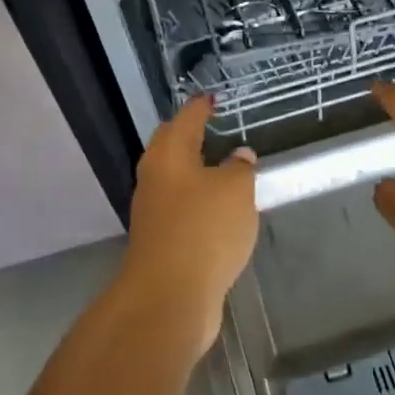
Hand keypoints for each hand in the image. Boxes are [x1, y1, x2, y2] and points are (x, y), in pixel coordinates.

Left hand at [118, 95, 257, 362]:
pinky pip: (180, 208)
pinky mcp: (161, 241)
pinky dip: (197, 200)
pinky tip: (217, 208)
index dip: (201, 107)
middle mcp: (155, 178)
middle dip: (188, 134)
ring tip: (222, 166)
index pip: (186, 119)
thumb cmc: (204, 229)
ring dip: (194, 170)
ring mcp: (154, 211)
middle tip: (212, 126)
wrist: (170, 296)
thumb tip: (239, 156)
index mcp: (169, 155)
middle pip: (170, 146)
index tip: (212, 97)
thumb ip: (240, 168)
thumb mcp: (235, 190)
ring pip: (174, 179)